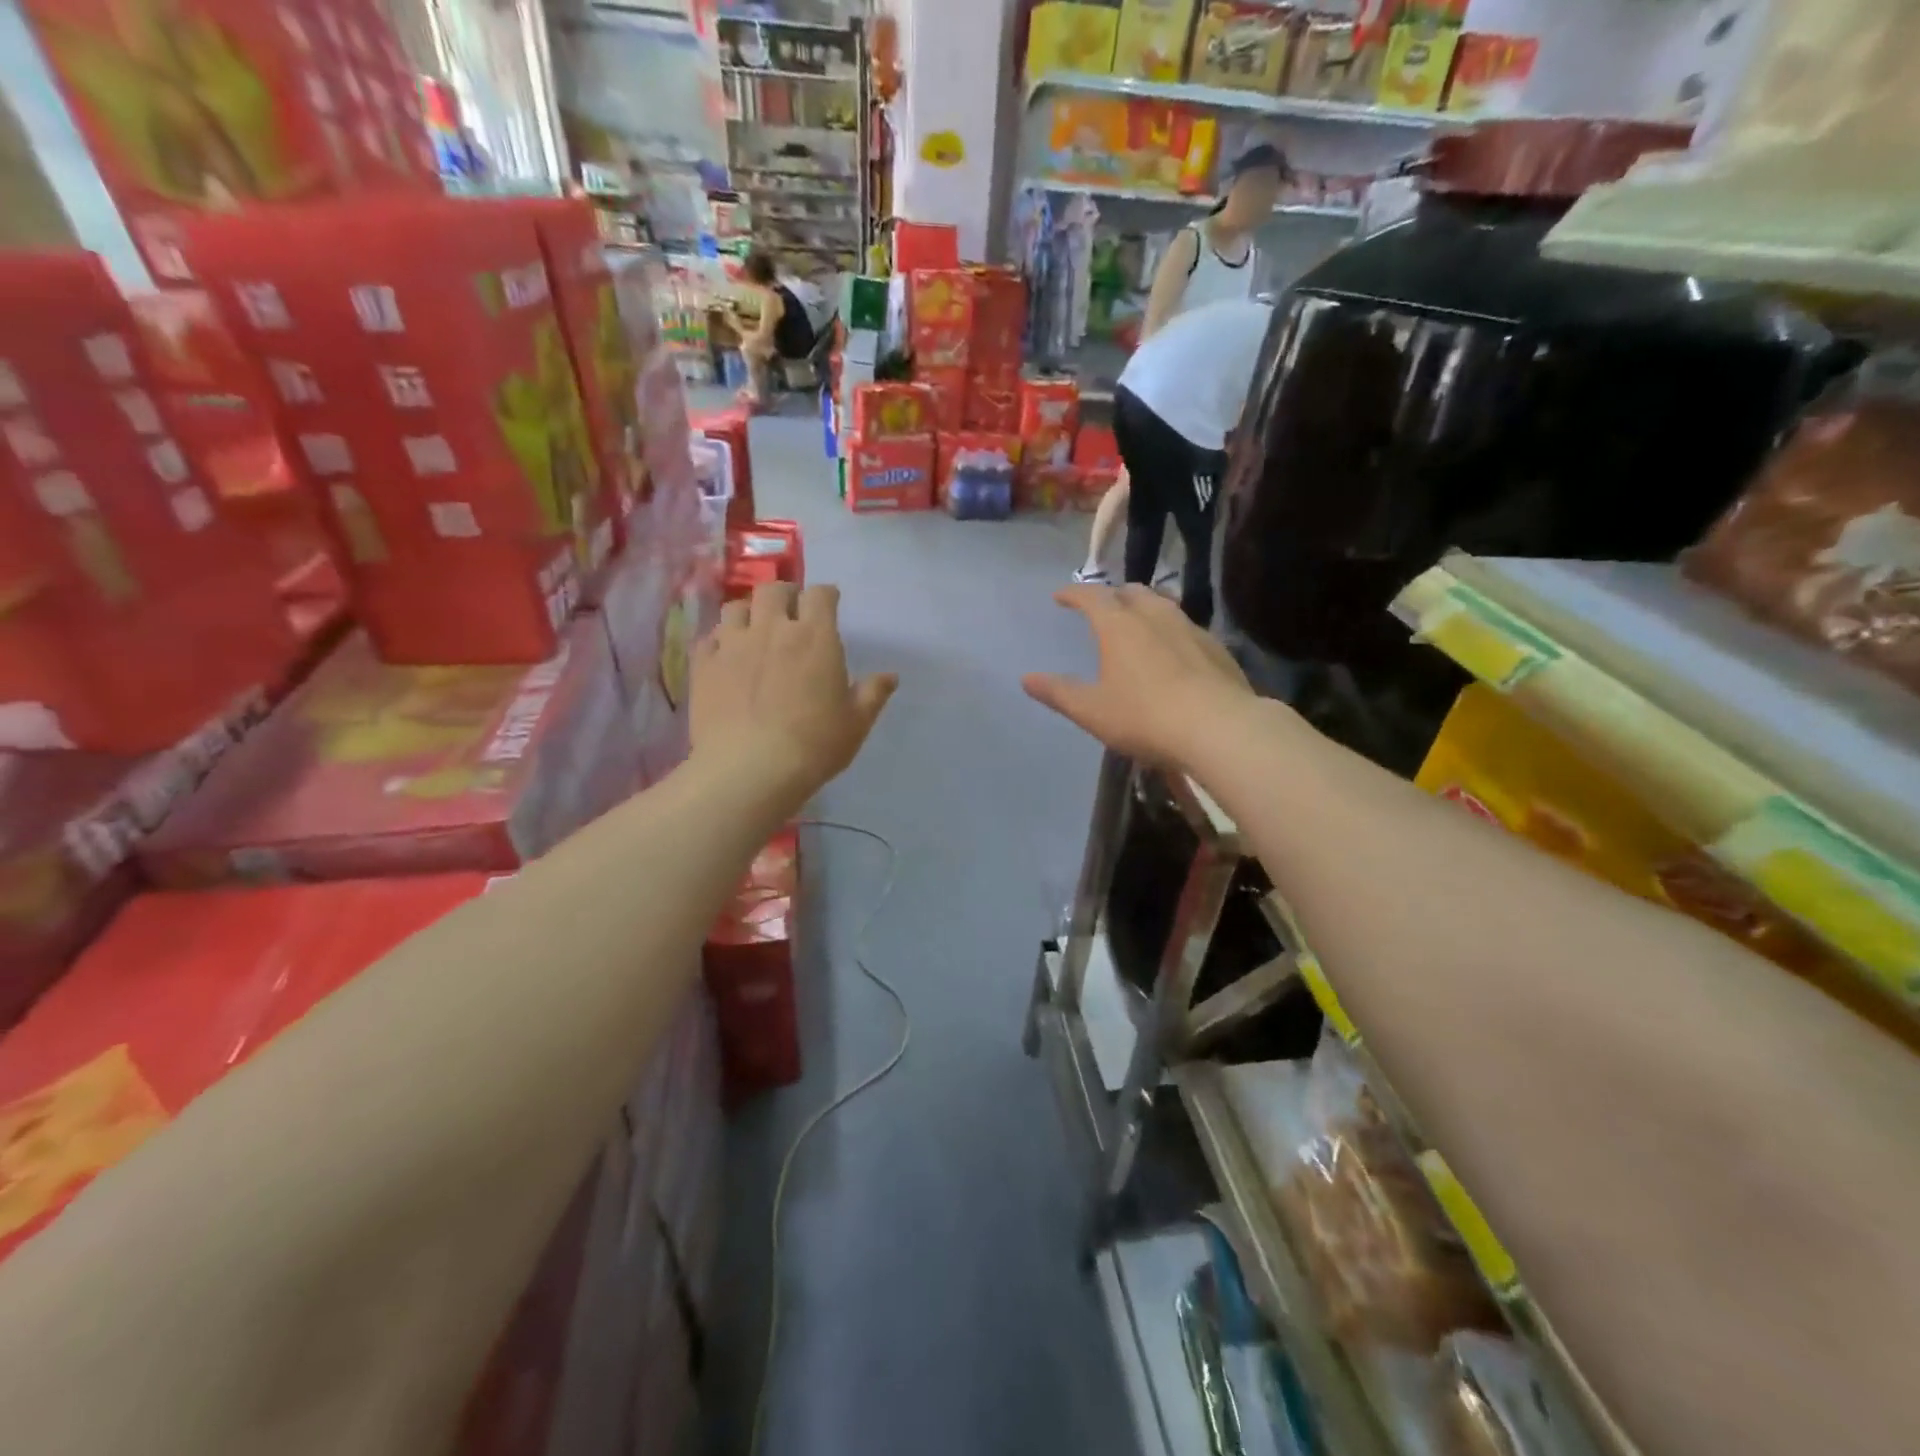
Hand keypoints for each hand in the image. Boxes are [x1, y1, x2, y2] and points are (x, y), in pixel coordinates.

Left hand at [691, 582, 895, 810]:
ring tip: (755, 630)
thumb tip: (890, 676)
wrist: (749, 770)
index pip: (820, 595)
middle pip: (773, 590)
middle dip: (785, 595)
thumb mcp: (856, 723)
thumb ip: (873, 694)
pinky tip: (726, 657)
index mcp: (815, 637)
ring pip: (736, 607)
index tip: (830, 604)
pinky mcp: (703, 665)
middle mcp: (772, 629)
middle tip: (791, 611)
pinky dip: (720, 641)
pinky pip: (709, 638)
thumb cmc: (814, 745)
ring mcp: (732, 644)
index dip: (826, 596)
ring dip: (749, 613)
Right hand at [1024, 585, 1253, 768]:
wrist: (1219, 727)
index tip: (1060, 596)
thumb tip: (1027, 679)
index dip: (1074, 593)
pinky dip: (1170, 630)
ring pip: (1163, 604)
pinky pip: (1186, 627)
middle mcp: (1155, 616)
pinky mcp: (1216, 648)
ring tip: (1137, 622)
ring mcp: (1190, 628)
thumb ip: (1059, 692)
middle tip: (1102, 607)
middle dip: (1112, 595)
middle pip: (1131, 592)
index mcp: (1119, 625)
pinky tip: (1173, 651)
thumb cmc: (1145, 716)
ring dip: (1144, 607)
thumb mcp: (1092, 711)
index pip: (1092, 596)